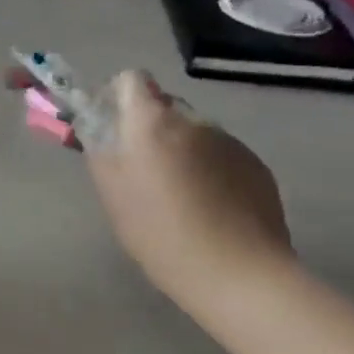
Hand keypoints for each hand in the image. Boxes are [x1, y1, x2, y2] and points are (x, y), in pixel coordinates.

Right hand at [85, 71, 293, 297]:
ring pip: (194, 133)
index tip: (114, 128)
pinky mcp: (256, 164)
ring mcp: (229, 141)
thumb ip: (100, 149)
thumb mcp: (112, 194)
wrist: (239, 273)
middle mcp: (193, 120)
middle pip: (164, 107)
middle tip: (145, 172)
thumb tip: (98, 125)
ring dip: (183, 151)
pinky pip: (222, 155)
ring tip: (183, 198)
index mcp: (152, 122)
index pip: (131, 79)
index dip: (118, 97)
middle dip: (151, 129)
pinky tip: (212, 209)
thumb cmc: (161, 234)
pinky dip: (212, 170)